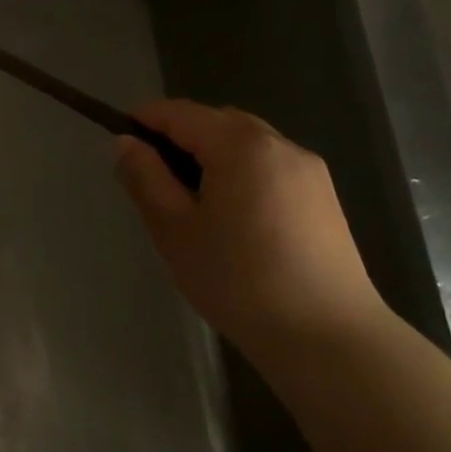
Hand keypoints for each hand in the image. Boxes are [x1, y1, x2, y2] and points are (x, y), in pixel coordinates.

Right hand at [114, 100, 385, 361]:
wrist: (329, 339)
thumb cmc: (238, 280)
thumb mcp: (174, 229)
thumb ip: (145, 177)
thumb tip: (126, 143)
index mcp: (239, 144)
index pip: (179, 112)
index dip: (144, 121)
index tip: (122, 147)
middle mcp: (278, 144)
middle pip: (215, 121)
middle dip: (179, 139)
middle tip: (155, 183)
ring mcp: (308, 169)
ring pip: (244, 142)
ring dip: (211, 156)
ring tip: (194, 204)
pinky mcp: (324, 196)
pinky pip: (268, 165)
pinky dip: (241, 173)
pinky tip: (234, 220)